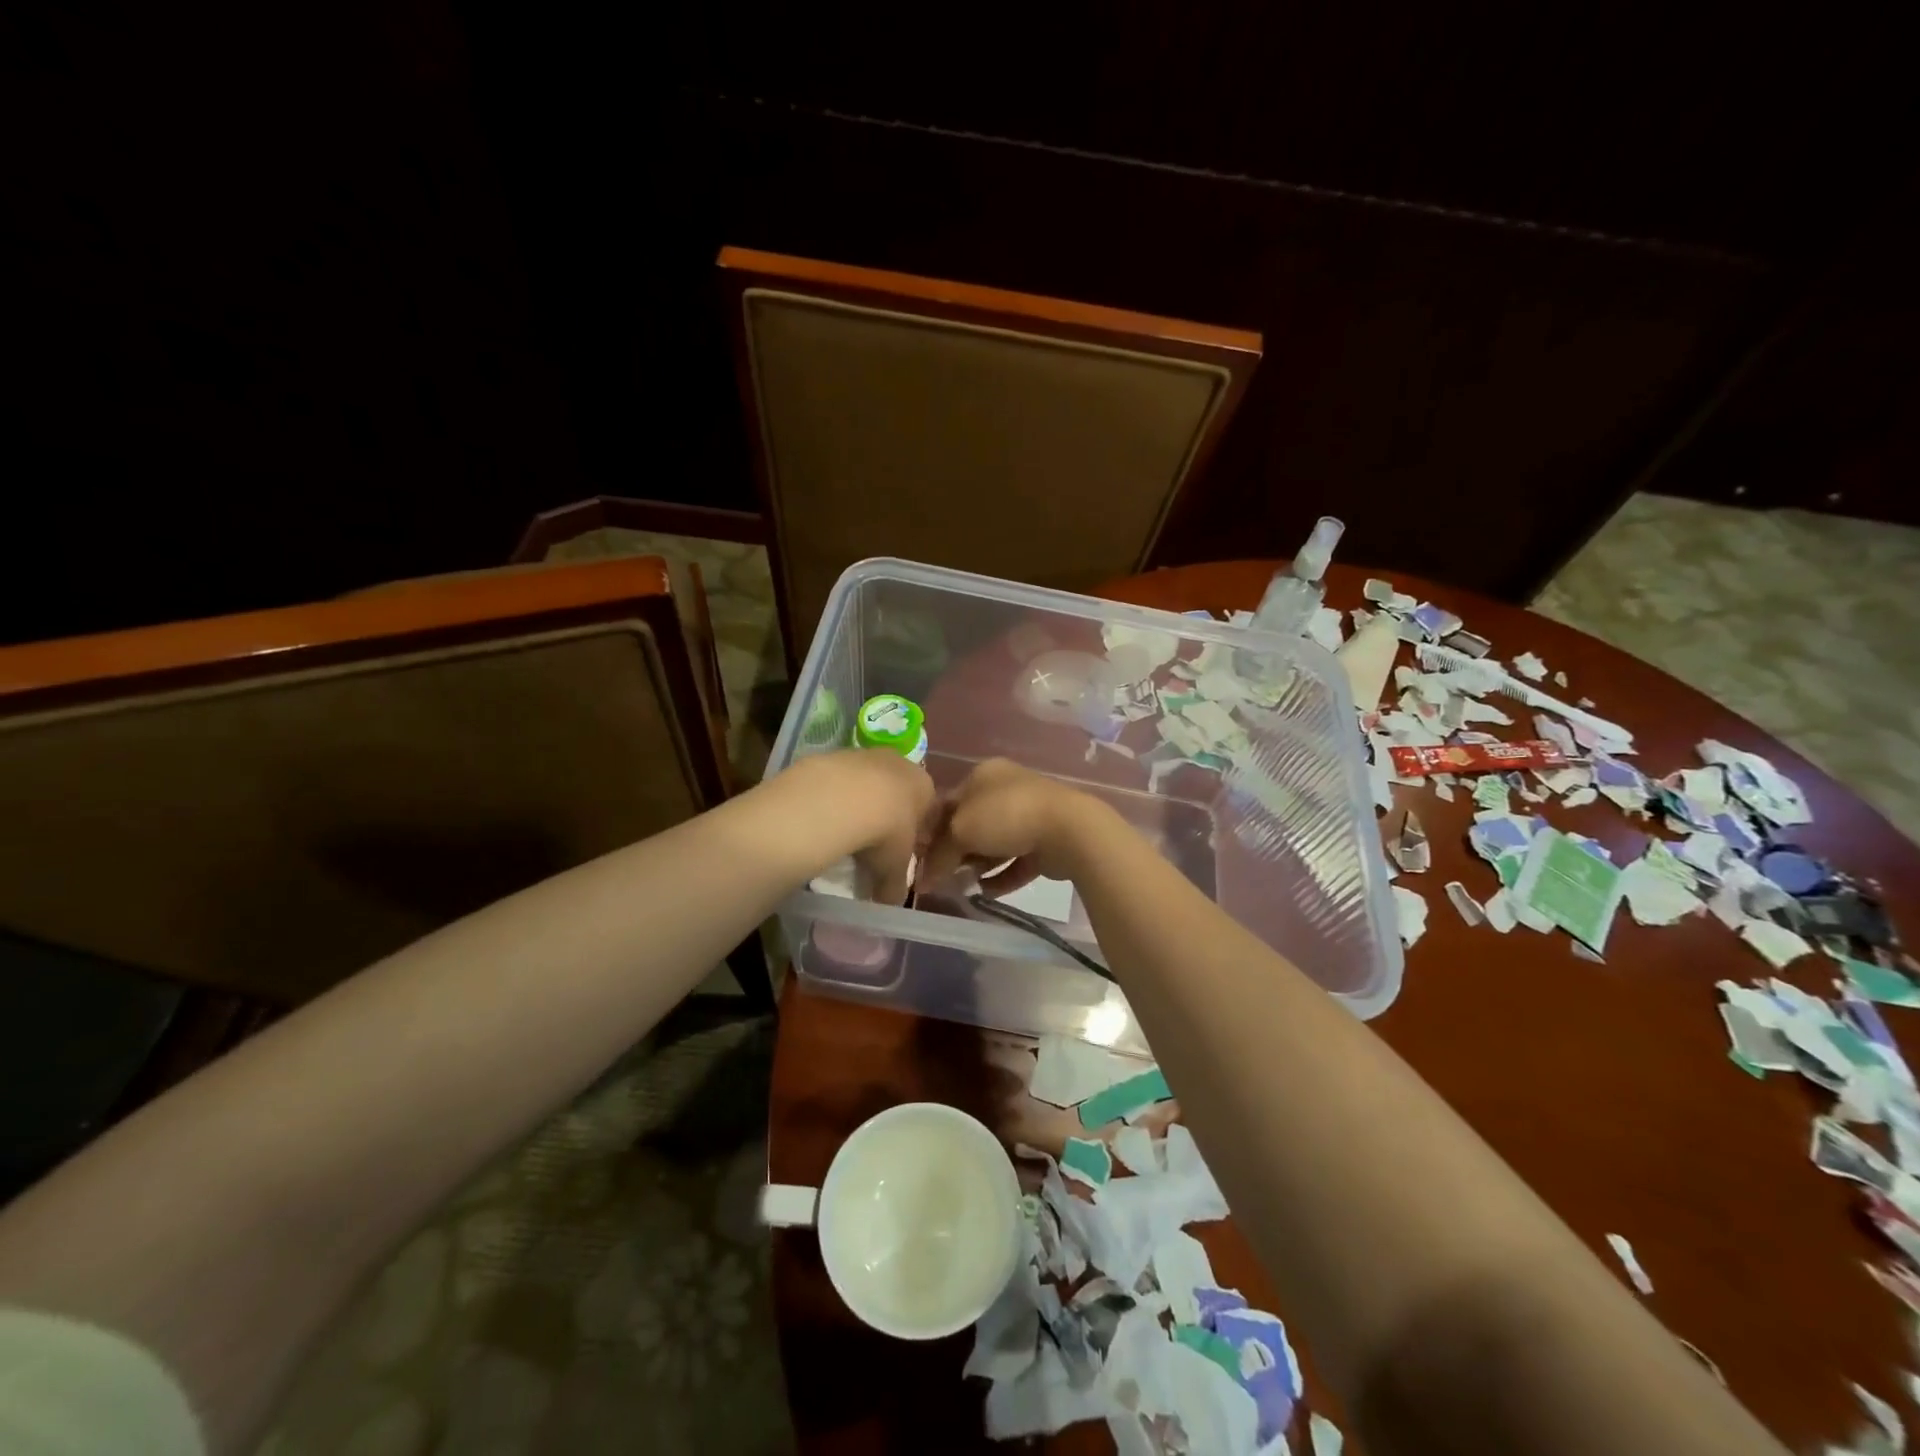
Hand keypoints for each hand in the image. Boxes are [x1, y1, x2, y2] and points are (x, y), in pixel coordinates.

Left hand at [779, 749, 935, 904]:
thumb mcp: (895, 868)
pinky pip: (838, 780)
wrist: (841, 799)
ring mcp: (865, 754)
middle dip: (886, 814)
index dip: (915, 832)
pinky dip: (833, 797)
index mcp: (925, 786)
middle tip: (872, 843)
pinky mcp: (834, 754)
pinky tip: (823, 817)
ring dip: (858, 803)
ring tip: (844, 831)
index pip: (927, 808)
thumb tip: (890, 903)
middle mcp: (899, 763)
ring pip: (866, 782)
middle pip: (896, 790)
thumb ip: (896, 885)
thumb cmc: (885, 832)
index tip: (900, 852)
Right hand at [922, 758, 1103, 896]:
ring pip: (994, 842)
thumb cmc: (1005, 817)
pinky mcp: (1046, 840)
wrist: (1067, 829)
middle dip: (955, 851)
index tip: (919, 858)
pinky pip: (1017, 860)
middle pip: (971, 823)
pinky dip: (1001, 875)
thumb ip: (940, 853)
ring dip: (978, 864)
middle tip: (939, 876)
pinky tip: (986, 892)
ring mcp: (1029, 814)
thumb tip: (926, 877)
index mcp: (983, 774)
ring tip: (962, 886)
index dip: (931, 831)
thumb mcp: (960, 830)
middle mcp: (1006, 789)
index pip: (948, 802)